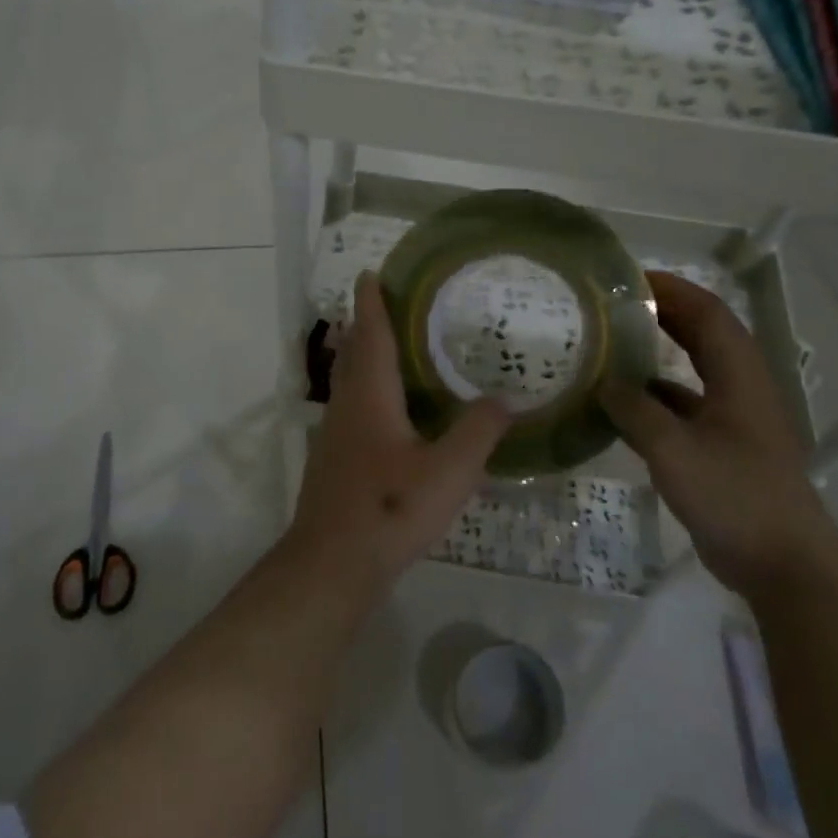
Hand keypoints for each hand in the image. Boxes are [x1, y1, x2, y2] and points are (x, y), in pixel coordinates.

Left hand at [288, 273, 511, 591]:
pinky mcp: (334, 460)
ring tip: (393, 348)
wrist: (331, 563)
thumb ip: (479, 431)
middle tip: (389, 304)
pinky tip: (389, 411)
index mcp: (370, 395)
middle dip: (366, 324)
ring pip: (348, 381)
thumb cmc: (390, 508)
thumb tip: (506, 399)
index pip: (370, 334)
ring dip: (364, 356)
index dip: (370, 302)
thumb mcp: (450, 471)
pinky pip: (351, 407)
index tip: (369, 273)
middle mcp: (347, 405)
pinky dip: (367, 390)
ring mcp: (335, 434)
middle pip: (352, 352)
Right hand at [600, 270, 835, 599]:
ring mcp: (732, 421)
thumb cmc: (736, 499)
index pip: (708, 314)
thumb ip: (635, 411)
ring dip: (656, 353)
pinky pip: (682, 407)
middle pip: (702, 335)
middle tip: (612, 305)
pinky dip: (652, 397)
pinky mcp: (721, 449)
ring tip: (608, 344)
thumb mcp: (675, 451)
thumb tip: (603, 384)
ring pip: (691, 370)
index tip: (628, 279)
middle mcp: (739, 390)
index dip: (672, 289)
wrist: (785, 568)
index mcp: (739, 378)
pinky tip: (618, 405)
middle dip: (662, 313)